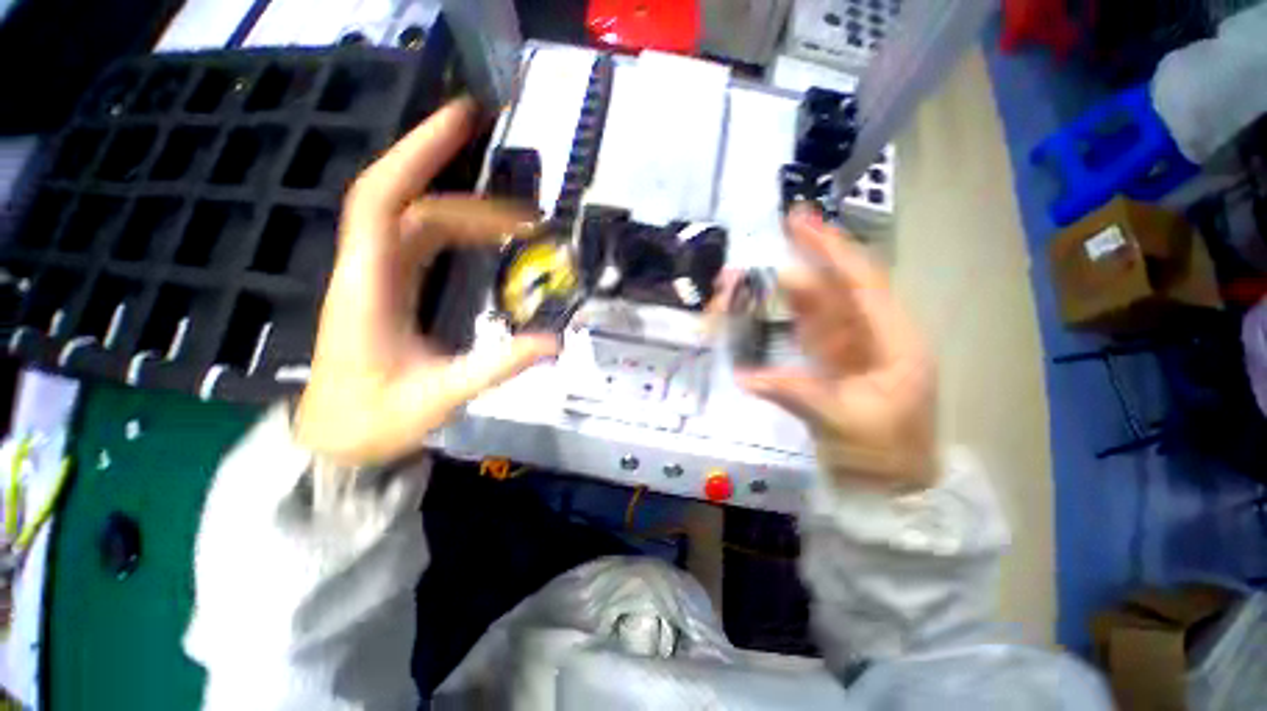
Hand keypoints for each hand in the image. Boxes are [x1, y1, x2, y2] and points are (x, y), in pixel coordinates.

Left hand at [295, 98, 558, 466]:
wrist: (336, 440)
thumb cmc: (374, 421)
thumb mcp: (440, 397)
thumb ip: (497, 367)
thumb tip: (554, 341)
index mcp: (368, 287)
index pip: (385, 199)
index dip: (418, 152)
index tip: (461, 119)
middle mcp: (369, 269)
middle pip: (415, 208)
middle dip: (473, 199)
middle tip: (532, 216)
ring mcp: (378, 277)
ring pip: (421, 223)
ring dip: (471, 218)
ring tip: (522, 229)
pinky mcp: (389, 289)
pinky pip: (423, 244)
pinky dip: (460, 235)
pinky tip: (490, 244)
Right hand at [738, 206, 937, 491]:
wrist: (891, 483)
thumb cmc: (883, 453)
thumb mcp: (844, 423)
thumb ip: (796, 393)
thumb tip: (745, 376)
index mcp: (894, 341)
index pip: (863, 283)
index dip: (833, 250)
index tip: (804, 223)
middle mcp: (876, 335)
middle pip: (842, 287)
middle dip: (812, 257)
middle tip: (784, 227)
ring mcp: (853, 348)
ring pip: (824, 306)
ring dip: (794, 286)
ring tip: (766, 267)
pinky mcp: (835, 362)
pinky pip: (812, 330)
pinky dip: (792, 314)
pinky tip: (775, 300)